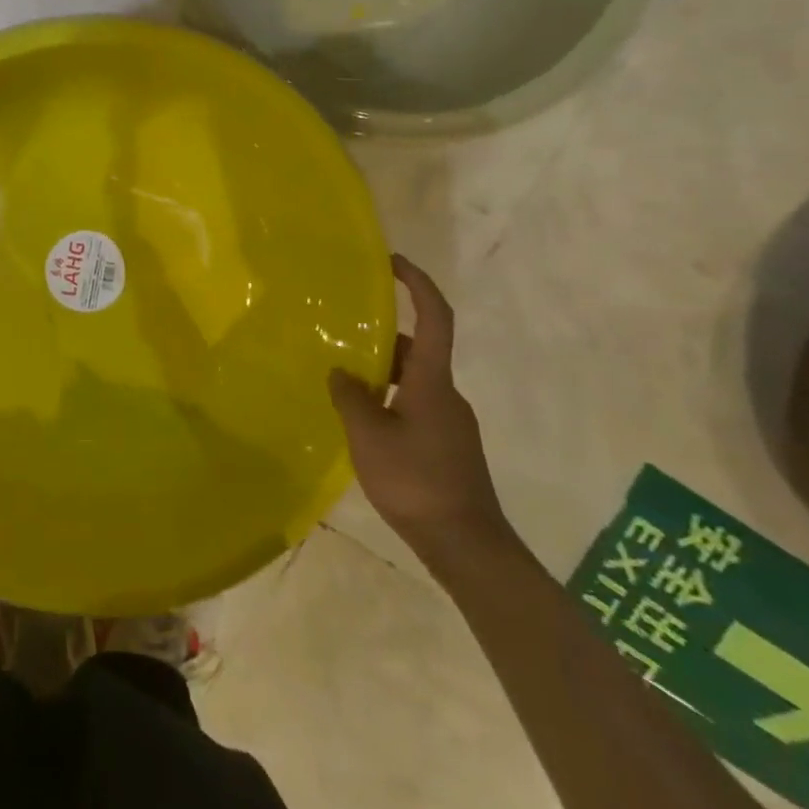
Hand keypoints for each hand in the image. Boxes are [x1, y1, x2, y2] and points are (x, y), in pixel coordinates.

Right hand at [328, 255, 509, 557]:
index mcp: (433, 382)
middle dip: (382, 335)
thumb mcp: (369, 436)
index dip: (418, 284)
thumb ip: (351, 397)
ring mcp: (449, 422)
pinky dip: (388, 398)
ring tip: (341, 377)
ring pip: (413, 380)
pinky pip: (413, 405)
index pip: (435, 318)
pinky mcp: (446, 446)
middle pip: (418, 349)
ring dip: (381, 371)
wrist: (466, 546)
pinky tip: (361, 419)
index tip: (393, 262)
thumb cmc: (417, 482)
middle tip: (342, 333)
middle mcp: (446, 394)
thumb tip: (341, 372)